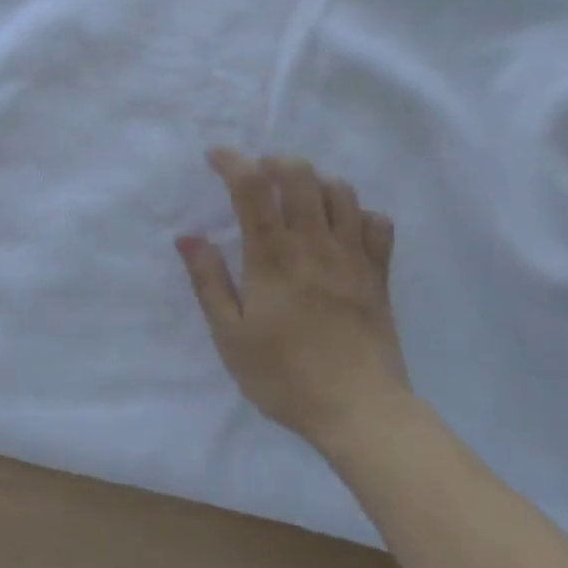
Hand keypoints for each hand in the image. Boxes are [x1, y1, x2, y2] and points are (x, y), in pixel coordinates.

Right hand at [178, 149, 408, 450]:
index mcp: (272, 256)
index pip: (252, 187)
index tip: (216, 157)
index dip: (232, 161)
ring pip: (341, 191)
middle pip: (301, 175)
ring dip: (316, 182)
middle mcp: (314, 243)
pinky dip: (360, 214)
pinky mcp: (379, 274)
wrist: (359, 410)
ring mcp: (352, 256)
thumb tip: (188, 237)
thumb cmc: (285, 376)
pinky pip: (378, 224)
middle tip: (260, 175)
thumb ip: (208, 281)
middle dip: (276, 161)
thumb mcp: (231, 336)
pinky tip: (344, 228)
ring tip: (300, 197)